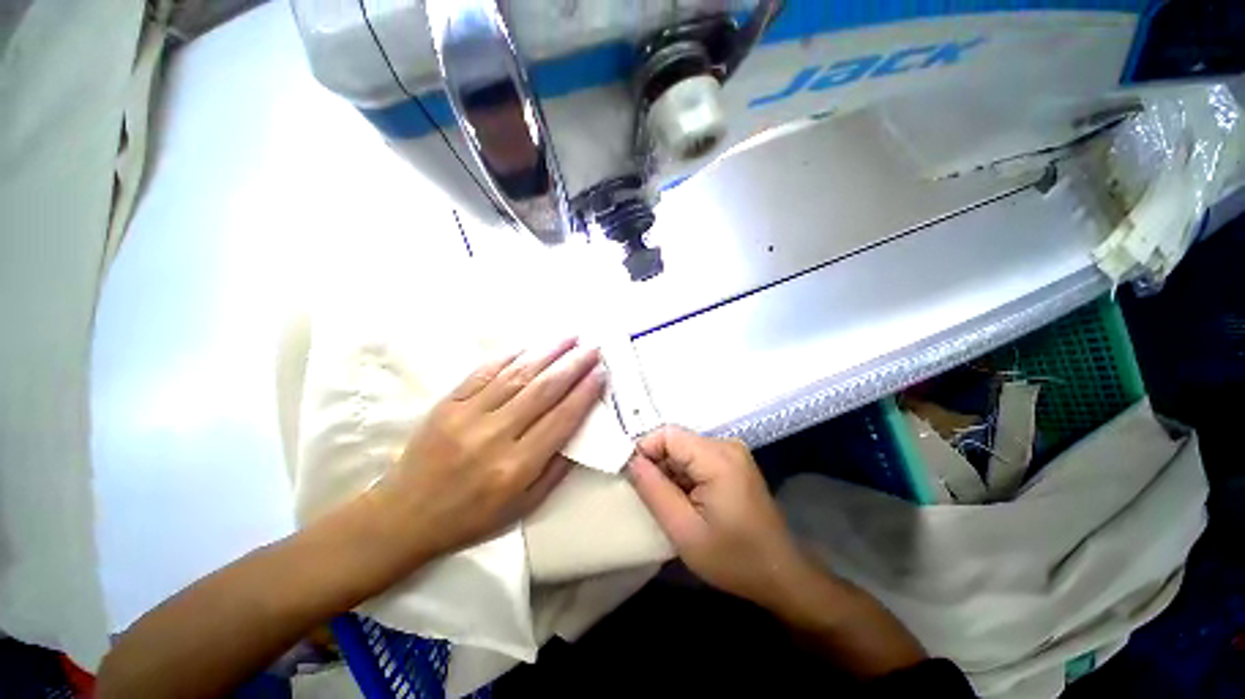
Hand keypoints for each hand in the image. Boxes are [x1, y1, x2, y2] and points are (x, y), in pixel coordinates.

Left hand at [372, 338, 604, 560]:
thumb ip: (558, 468)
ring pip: (517, 374)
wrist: (404, 515)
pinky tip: (531, 346)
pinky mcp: (448, 403)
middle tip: (593, 348)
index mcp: (516, 466)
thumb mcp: (525, 505)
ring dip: (548, 352)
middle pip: (543, 390)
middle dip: (573, 365)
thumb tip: (582, 428)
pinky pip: (484, 372)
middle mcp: (494, 436)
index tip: (601, 373)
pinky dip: (511, 356)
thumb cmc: (472, 516)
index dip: (585, 392)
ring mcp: (467, 415)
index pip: (562, 418)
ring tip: (570, 338)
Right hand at [627, 426, 809, 607]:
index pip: (667, 434)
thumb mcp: (684, 530)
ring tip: (669, 504)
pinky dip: (684, 476)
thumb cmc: (733, 558)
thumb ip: (653, 490)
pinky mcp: (733, 463)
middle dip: (657, 465)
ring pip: (684, 450)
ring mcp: (732, 453)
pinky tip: (685, 502)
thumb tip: (630, 461)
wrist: (780, 574)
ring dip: (670, 473)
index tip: (632, 478)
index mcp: (718, 457)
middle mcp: (726, 445)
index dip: (644, 450)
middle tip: (650, 498)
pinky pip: (697, 459)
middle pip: (676, 441)